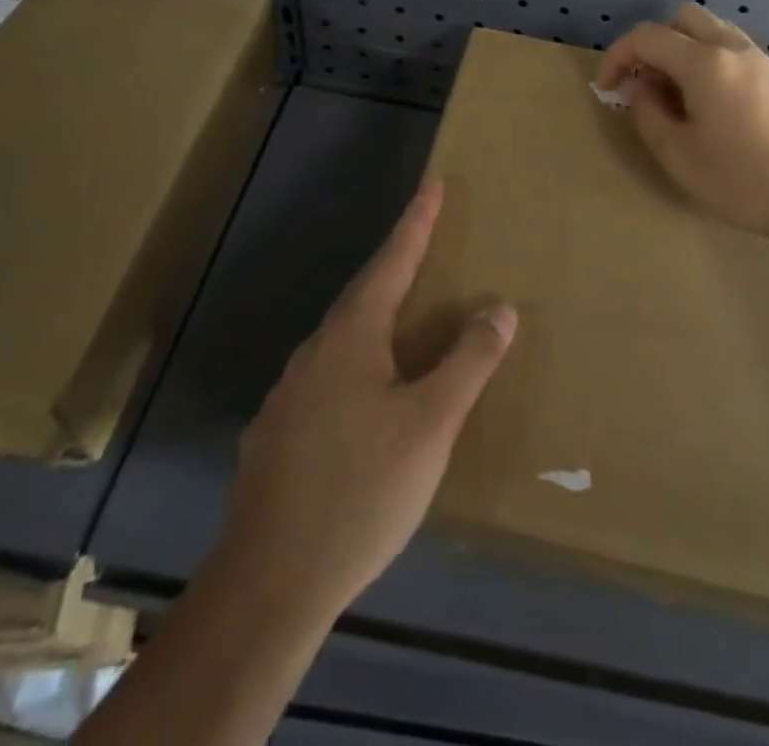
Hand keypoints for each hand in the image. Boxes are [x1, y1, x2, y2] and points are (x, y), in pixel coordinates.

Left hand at [219, 180, 516, 616]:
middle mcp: (314, 353)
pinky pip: (326, 380)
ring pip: (342, 341)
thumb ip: (468, 361)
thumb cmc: (361, 490)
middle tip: (424, 247)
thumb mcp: (431, 424)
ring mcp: (288, 395)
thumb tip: (500, 305)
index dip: (415, 223)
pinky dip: (357, 369)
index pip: (391, 262)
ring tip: (403, 324)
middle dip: (396, 267)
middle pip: (363, 296)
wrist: (269, 583)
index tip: (432, 186)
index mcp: (352, 337)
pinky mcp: (275, 435)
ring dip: (375, 320)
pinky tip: (365, 402)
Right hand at [595, 3, 768, 240]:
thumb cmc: (744, 180)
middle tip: (645, 84)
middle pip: (683, 19)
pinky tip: (712, 108)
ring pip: (712, 33)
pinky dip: (710, 64)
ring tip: (676, 98)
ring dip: (684, 52)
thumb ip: (648, 113)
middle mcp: (735, 49)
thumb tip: (642, 87)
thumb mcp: (679, 155)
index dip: (617, 56)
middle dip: (653, 44)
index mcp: (706, 62)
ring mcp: (763, 62)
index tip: (606, 88)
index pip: (647, 36)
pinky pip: (734, 53)